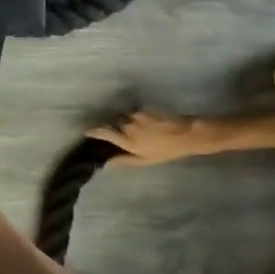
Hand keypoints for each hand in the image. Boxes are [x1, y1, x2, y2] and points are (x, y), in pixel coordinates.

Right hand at [84, 111, 218, 165]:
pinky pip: (134, 113)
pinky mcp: (144, 109)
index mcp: (127, 141)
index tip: (87, 131)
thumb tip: (106, 163)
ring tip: (137, 127)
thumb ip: (124, 160)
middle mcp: (128, 127)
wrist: (187, 135)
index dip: (94, 131)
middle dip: (115, 127)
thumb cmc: (166, 151)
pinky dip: (136, 117)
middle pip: (113, 124)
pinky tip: (146, 122)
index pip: (104, 133)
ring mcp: (136, 117)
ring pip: (124, 117)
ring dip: (126, 121)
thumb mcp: (145, 160)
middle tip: (122, 133)